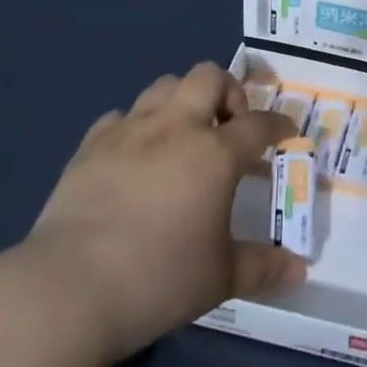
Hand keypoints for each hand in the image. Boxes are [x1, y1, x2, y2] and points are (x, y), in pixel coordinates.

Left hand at [18, 62, 305, 363]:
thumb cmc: (157, 281)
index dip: (279, 125)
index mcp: (215, 153)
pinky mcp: (91, 145)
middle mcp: (176, 128)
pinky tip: (135, 156)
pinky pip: (121, 116)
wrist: (68, 290)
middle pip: (209, 77)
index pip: (259, 124)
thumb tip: (299, 270)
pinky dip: (137, 127)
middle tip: (229, 129)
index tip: (287, 133)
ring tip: (184, 136)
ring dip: (183, 101)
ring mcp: (130, 131)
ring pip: (165, 85)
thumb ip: (263, 267)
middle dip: (228, 93)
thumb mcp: (220, 279)